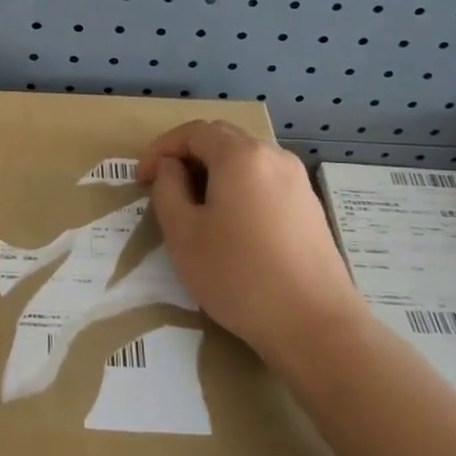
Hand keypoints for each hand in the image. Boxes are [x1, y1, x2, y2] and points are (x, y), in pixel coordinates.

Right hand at [138, 120, 363, 369]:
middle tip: (163, 187)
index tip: (141, 178)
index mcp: (240, 156)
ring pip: (245, 160)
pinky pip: (264, 180)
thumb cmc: (238, 275)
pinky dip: (238, 187)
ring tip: (193, 207)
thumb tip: (171, 168)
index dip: (161, 149)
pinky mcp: (309, 206)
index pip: (193, 131)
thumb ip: (167, 189)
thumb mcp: (183, 233)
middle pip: (222, 139)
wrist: (314, 324)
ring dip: (213, 172)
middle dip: (187, 156)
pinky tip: (230, 223)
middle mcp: (273, 156)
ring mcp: (297, 180)